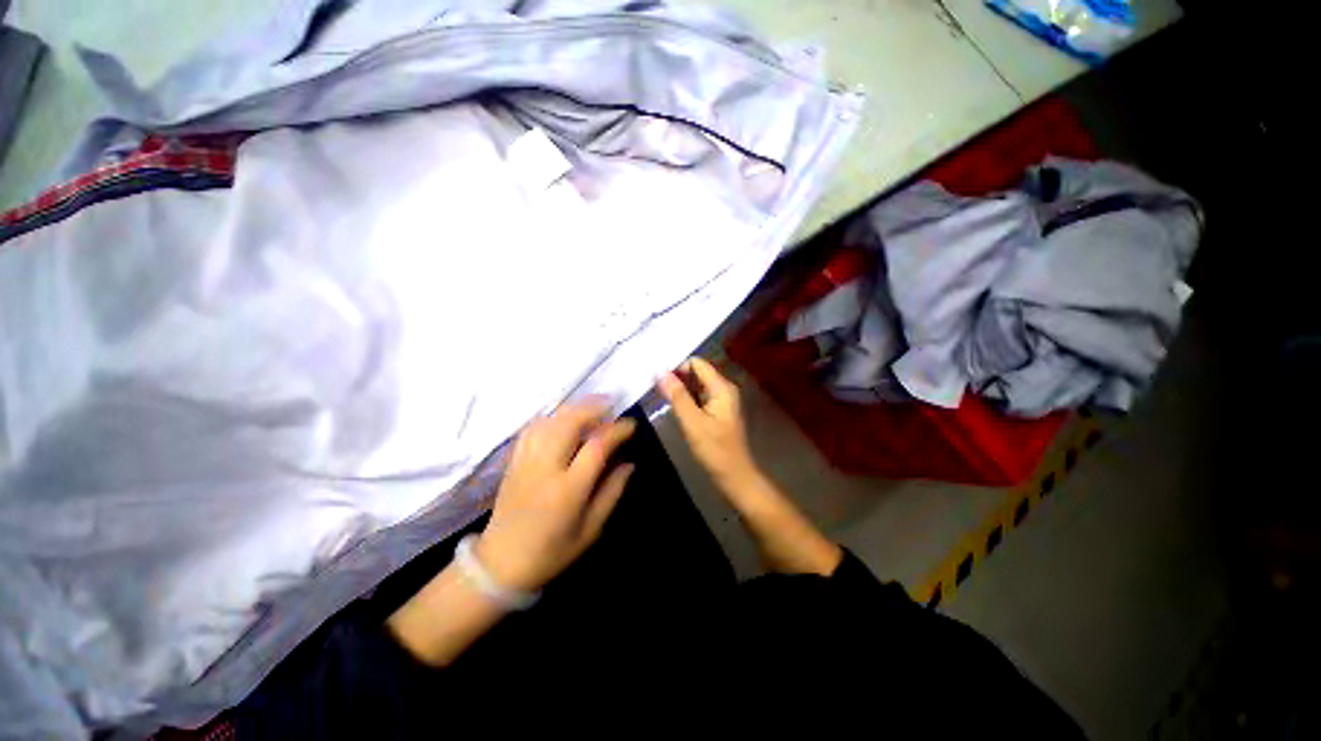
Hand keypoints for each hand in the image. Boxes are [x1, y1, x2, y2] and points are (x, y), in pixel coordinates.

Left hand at [475, 401, 635, 591]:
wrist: (500, 565)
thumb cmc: (551, 552)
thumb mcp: (591, 530)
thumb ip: (612, 493)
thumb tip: (629, 464)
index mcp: (568, 490)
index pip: (596, 447)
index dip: (616, 430)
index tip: (630, 425)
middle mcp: (545, 469)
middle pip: (568, 423)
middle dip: (592, 407)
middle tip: (611, 404)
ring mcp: (525, 462)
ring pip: (550, 421)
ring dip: (573, 409)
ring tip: (591, 407)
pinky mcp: (513, 461)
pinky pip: (532, 428)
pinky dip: (551, 417)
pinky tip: (563, 418)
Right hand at [656, 357, 758, 488]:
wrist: (734, 475)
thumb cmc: (714, 449)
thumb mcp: (692, 422)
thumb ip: (677, 396)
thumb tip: (660, 372)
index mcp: (721, 387)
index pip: (697, 363)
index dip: (677, 366)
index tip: (657, 378)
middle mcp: (723, 388)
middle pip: (697, 372)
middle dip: (677, 376)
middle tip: (655, 386)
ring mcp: (721, 399)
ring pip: (697, 384)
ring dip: (680, 387)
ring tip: (660, 394)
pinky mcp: (717, 410)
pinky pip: (699, 396)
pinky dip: (686, 397)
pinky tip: (673, 405)